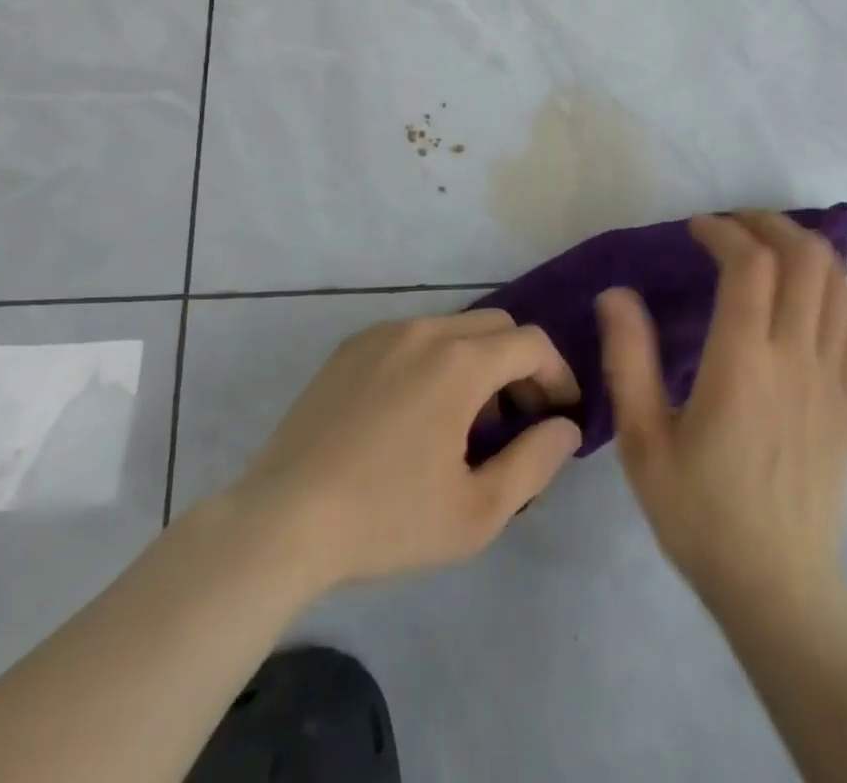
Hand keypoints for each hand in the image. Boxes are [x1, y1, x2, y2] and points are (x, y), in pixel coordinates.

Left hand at [230, 310, 582, 593]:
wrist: (282, 521)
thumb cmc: (387, 519)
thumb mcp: (477, 511)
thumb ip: (535, 462)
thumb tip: (565, 428)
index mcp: (460, 362)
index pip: (532, 343)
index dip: (558, 374)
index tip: (560, 414)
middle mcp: (425, 330)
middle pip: (496, 326)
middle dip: (520, 364)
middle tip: (517, 418)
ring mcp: (383, 333)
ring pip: (453, 328)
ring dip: (477, 362)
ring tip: (466, 421)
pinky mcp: (351, 347)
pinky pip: (412, 337)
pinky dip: (435, 360)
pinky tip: (416, 413)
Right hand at [598, 211, 846, 612]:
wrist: (777, 585)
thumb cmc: (700, 511)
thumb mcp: (644, 440)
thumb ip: (628, 359)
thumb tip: (615, 294)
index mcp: (742, 363)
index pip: (749, 265)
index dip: (723, 231)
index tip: (696, 229)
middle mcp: (796, 357)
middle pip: (804, 258)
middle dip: (769, 224)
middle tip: (734, 225)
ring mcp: (833, 377)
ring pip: (838, 283)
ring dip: (806, 248)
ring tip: (771, 246)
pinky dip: (838, 288)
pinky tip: (813, 290)